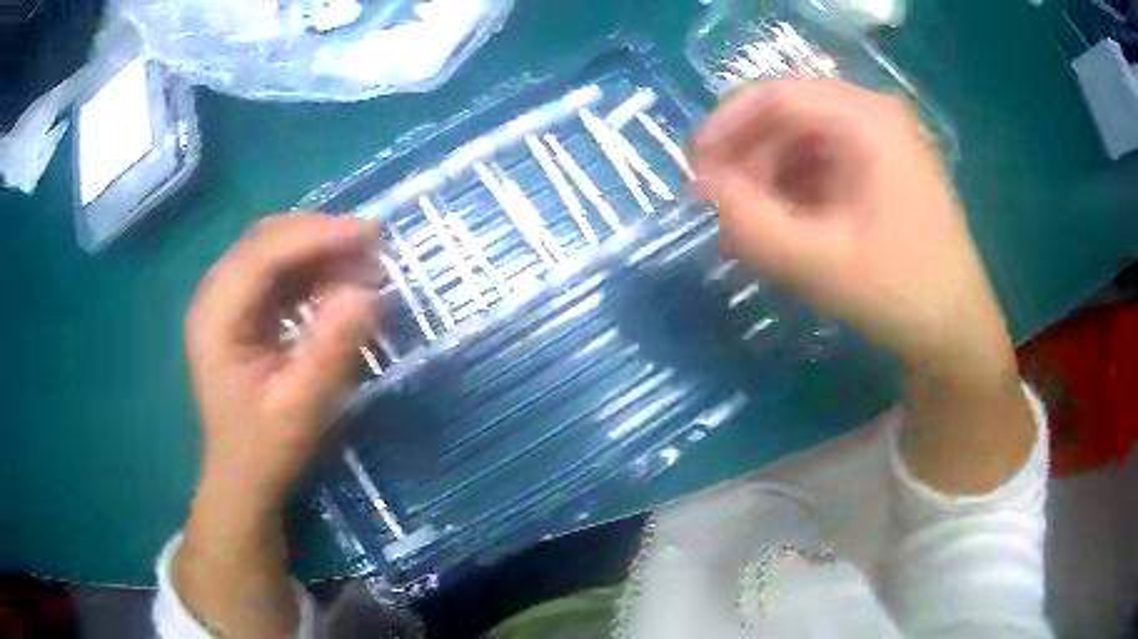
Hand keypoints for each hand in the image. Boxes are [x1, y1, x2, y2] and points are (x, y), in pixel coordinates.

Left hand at [184, 213, 380, 510]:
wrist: (242, 481)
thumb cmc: (265, 450)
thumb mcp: (302, 407)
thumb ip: (330, 349)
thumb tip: (366, 291)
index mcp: (215, 317)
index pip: (263, 254)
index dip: (317, 236)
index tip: (370, 236)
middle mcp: (214, 297)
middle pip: (266, 241)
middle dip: (320, 235)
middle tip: (374, 244)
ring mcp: (226, 302)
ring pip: (273, 251)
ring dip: (319, 249)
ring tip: (366, 261)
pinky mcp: (241, 312)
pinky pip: (278, 274)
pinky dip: (312, 270)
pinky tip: (341, 280)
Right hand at [693, 80, 1013, 390]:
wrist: (957, 334)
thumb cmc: (900, 294)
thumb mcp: (818, 264)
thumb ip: (751, 225)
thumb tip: (704, 193)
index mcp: (867, 121)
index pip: (778, 97)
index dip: (726, 127)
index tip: (694, 171)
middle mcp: (875, 117)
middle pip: (790, 116)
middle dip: (747, 157)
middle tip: (718, 205)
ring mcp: (883, 144)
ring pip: (804, 142)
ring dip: (768, 177)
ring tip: (747, 225)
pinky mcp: (883, 173)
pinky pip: (824, 166)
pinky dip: (794, 191)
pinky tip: (782, 226)